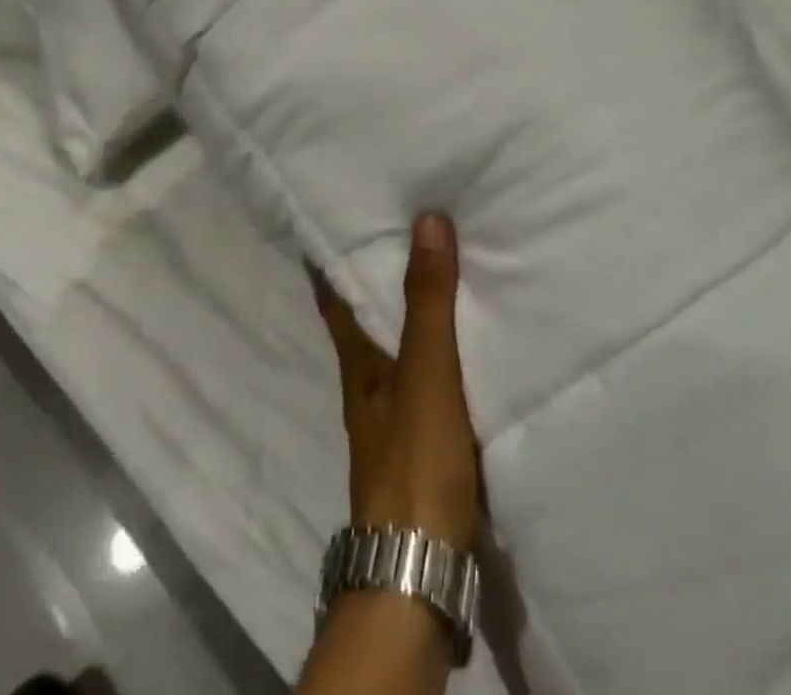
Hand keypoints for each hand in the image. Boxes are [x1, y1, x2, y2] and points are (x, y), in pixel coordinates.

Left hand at [311, 213, 480, 552]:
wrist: (421, 570)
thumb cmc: (415, 460)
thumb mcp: (426, 372)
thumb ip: (428, 301)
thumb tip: (425, 219)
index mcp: (357, 365)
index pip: (335, 299)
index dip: (331, 261)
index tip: (332, 220)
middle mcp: (367, 388)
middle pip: (364, 321)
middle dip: (375, 281)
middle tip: (397, 233)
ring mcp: (393, 421)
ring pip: (395, 350)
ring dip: (407, 316)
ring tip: (433, 276)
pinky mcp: (422, 447)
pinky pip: (427, 379)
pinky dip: (435, 353)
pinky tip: (459, 346)